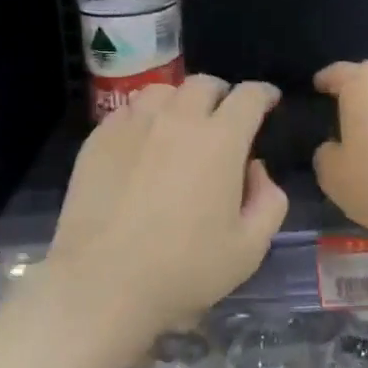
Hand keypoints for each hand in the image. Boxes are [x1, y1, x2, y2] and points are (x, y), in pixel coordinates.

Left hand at [48, 76, 287, 341]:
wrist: (103, 283)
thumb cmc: (184, 269)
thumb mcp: (249, 248)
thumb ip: (268, 201)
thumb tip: (255, 169)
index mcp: (220, 140)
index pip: (248, 97)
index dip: (262, 94)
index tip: (267, 101)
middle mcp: (177, 119)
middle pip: (204, 84)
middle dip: (221, 95)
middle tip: (223, 118)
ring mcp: (133, 125)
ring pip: (162, 91)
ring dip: (180, 101)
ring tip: (180, 125)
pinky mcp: (99, 139)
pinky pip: (128, 111)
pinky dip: (144, 117)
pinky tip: (142, 143)